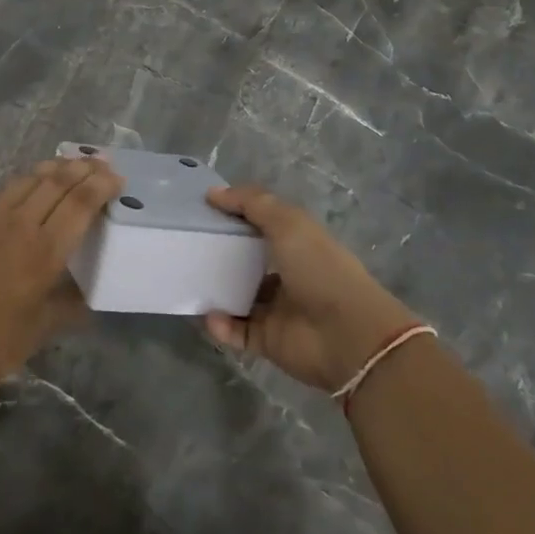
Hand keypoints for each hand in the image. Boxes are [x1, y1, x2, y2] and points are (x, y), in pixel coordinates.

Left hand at [0, 156, 123, 401]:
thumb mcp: (42, 330)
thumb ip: (71, 304)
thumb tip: (91, 293)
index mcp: (44, 252)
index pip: (81, 202)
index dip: (102, 184)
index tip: (117, 178)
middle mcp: (19, 224)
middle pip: (57, 181)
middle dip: (84, 168)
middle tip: (101, 164)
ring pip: (29, 179)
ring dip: (55, 168)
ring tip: (72, 165)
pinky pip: (4, 191)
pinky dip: (27, 181)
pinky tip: (31, 186)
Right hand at [203, 185, 421, 393]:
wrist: (347, 335)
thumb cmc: (319, 269)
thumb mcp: (288, 223)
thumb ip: (252, 203)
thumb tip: (213, 192)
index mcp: (297, 243)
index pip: (261, 225)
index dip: (235, 215)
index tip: (203, 209)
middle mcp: (287, 274)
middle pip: (246, 261)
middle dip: (219, 255)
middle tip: (187, 247)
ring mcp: (277, 309)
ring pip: (238, 297)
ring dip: (215, 291)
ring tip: (188, 281)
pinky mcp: (268, 340)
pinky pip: (237, 331)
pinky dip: (220, 325)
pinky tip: (208, 316)